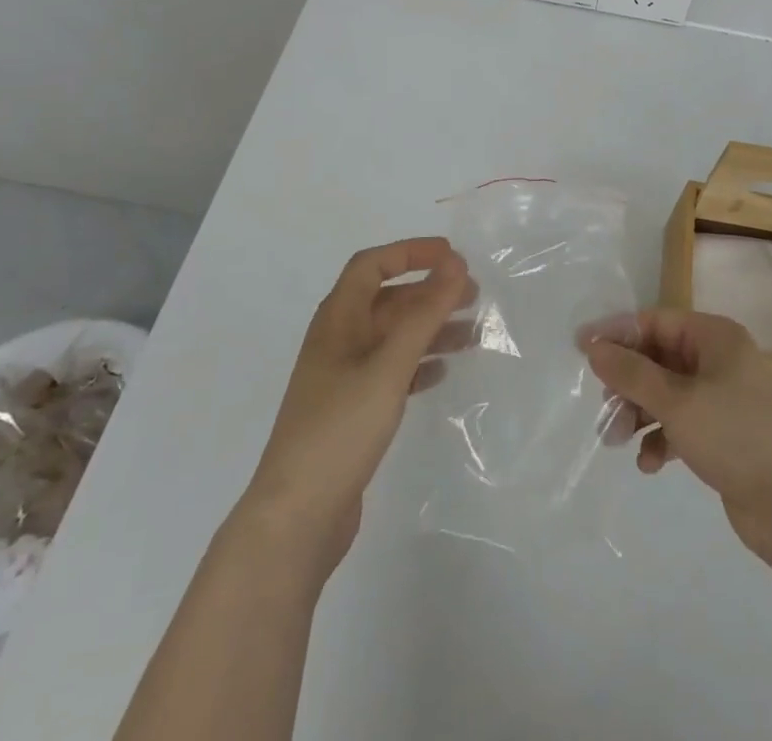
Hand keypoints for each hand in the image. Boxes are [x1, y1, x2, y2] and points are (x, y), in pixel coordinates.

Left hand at [244, 238, 470, 580]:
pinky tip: (443, 374)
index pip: (372, 265)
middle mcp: (338, 341)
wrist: (296, 519)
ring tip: (473, 337)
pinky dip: (419, 365)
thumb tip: (456, 263)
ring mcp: (343, 378)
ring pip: (394, 337)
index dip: (411, 252)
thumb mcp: (388, 365)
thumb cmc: (340, 429)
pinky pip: (392, 372)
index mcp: (337, 320)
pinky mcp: (352, 412)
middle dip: (430, 293)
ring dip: (431, 329)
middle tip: (475, 297)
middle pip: (388, 300)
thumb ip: (424, 313)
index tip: (453, 256)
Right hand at [587, 309, 771, 573]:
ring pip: (666, 395)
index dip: (617, 334)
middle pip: (659, 359)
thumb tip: (593, 346)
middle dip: (627, 383)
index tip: (581, 350)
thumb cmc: (736, 434)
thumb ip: (632, 373)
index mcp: (714, 336)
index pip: (656, 321)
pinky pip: (681, 426)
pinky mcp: (723, 436)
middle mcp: (718, 361)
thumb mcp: (677, 400)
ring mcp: (722, 399)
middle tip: (603, 409)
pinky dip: (662, 439)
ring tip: (617, 442)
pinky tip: (649, 464)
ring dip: (639, 414)